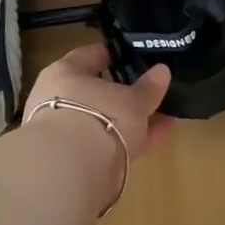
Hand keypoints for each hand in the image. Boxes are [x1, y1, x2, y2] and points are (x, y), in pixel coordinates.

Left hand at [24, 44, 174, 161]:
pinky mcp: (75, 159)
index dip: (111, 55)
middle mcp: (59, 99)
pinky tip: (158, 137)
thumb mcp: (132, 99)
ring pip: (104, 120)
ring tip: (164, 116)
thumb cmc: (98, 115)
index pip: (88, 56)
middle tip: (151, 90)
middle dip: (124, 93)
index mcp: (65, 73)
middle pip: (96, 92)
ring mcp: (65, 131)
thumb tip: (162, 70)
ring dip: (131, 120)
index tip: (131, 55)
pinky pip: (109, 142)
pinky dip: (131, 139)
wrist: (71, 169)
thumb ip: (148, 87)